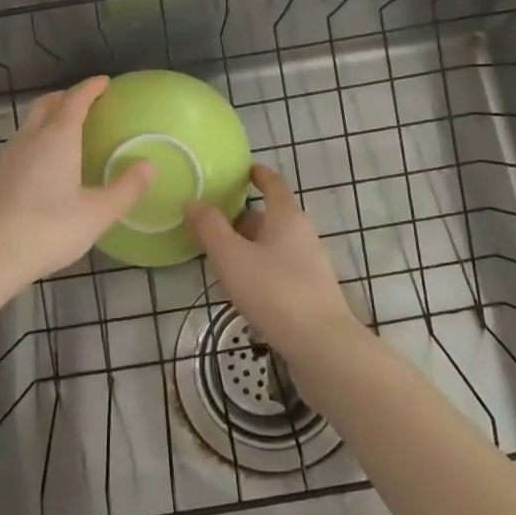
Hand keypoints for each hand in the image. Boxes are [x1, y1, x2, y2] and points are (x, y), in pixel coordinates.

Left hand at [0, 77, 151, 299]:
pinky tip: (47, 164)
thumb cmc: (47, 231)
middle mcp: (31, 139)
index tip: (106, 82)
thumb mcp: (96, 214)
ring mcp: (9, 157)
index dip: (91, 88)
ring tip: (71, 131)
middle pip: (48, 104)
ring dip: (51, 117)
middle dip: (68, 97)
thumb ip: (125, 189)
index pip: (75, 100)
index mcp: (57, 138)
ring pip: (32, 123)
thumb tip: (149, 166)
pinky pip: (23, 143)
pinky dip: (39, 139)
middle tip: (89, 103)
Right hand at [185, 165, 360, 359]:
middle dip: (244, 216)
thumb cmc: (274, 292)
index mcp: (286, 216)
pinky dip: (261, 267)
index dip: (257, 174)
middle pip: (271, 216)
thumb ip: (210, 228)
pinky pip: (281, 268)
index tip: (242, 169)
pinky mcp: (311, 292)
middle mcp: (303, 233)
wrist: (322, 346)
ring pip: (275, 244)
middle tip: (214, 220)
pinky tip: (244, 287)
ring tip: (221, 256)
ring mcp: (311, 264)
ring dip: (250, 245)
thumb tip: (193, 201)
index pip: (273, 183)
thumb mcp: (232, 257)